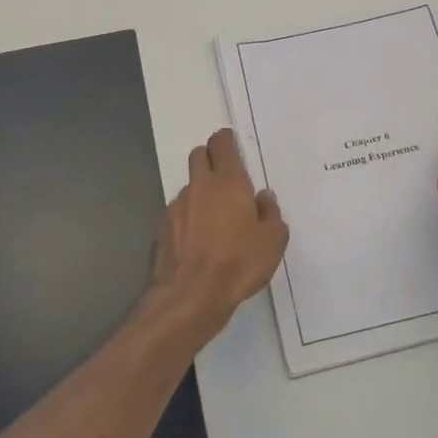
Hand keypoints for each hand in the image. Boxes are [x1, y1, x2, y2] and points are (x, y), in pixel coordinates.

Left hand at [150, 128, 288, 335]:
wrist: (191, 296)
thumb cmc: (239, 262)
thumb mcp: (273, 240)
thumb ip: (270, 213)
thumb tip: (263, 198)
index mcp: (228, 182)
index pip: (221, 143)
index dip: (227, 141)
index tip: (234, 146)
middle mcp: (199, 186)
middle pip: (199, 155)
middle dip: (211, 158)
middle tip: (227, 178)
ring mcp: (177, 206)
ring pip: (190, 185)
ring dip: (201, 192)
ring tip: (217, 217)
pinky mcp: (164, 228)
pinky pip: (180, 211)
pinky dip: (190, 216)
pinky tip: (201, 239)